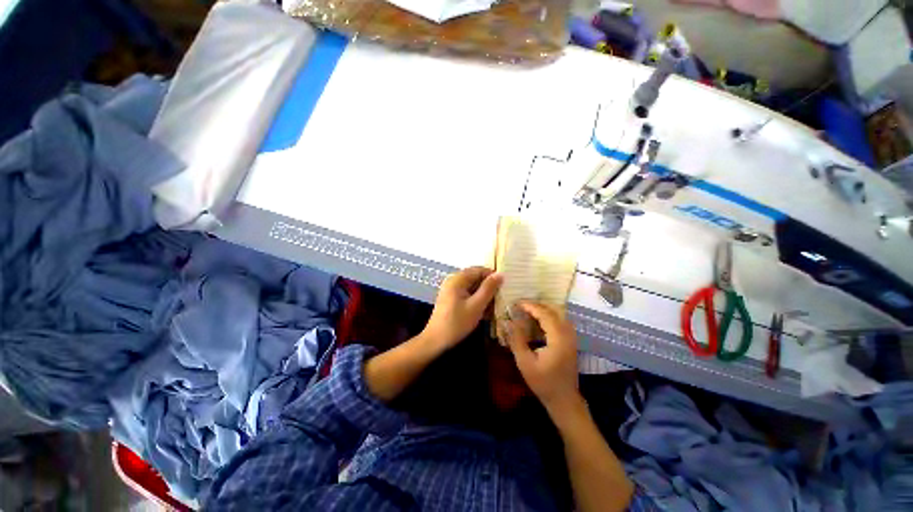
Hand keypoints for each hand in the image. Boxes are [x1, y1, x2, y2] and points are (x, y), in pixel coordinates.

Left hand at [421, 266, 502, 351]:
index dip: (492, 276)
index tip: (505, 286)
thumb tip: (500, 274)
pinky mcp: (452, 299)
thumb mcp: (476, 306)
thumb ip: (488, 289)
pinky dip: (477, 300)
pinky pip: (468, 295)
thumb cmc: (457, 322)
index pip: (479, 270)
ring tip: (495, 306)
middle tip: (502, 297)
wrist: (436, 340)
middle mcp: (453, 281)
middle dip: (489, 287)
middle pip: (475, 278)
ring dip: (484, 295)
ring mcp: (451, 290)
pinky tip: (485, 311)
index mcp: (457, 279)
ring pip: (473, 287)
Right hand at [503, 301, 580, 412]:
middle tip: (522, 305)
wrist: (564, 400)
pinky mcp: (571, 341)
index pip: (545, 314)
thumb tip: (507, 321)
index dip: (531, 306)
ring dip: (544, 309)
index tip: (517, 303)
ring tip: (528, 310)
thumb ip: (516, 339)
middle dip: (538, 305)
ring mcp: (571, 338)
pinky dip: (549, 316)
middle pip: (555, 310)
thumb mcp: (525, 362)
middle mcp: (567, 334)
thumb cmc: (543, 382)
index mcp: (558, 338)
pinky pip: (561, 321)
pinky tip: (539, 320)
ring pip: (560, 314)